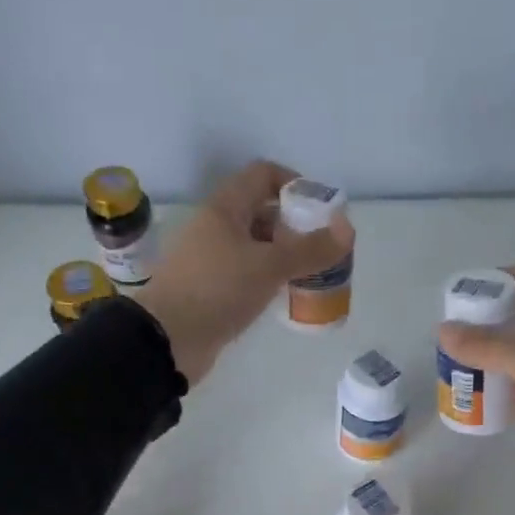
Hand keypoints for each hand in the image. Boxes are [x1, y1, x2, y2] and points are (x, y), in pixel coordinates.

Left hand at [136, 160, 353, 384]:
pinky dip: (270, 279)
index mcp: (225, 209)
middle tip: (325, 248)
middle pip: (263, 212)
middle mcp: (216, 228)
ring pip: (256, 246)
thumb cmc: (217, 291)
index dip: (295, 184)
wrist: (166, 340)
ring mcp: (211, 260)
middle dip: (297, 226)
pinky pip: (248, 274)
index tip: (322, 210)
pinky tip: (288, 296)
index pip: (263, 175)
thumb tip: (348, 229)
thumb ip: (310, 249)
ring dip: (285, 255)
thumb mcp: (269, 266)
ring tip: (315, 274)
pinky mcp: (212, 290)